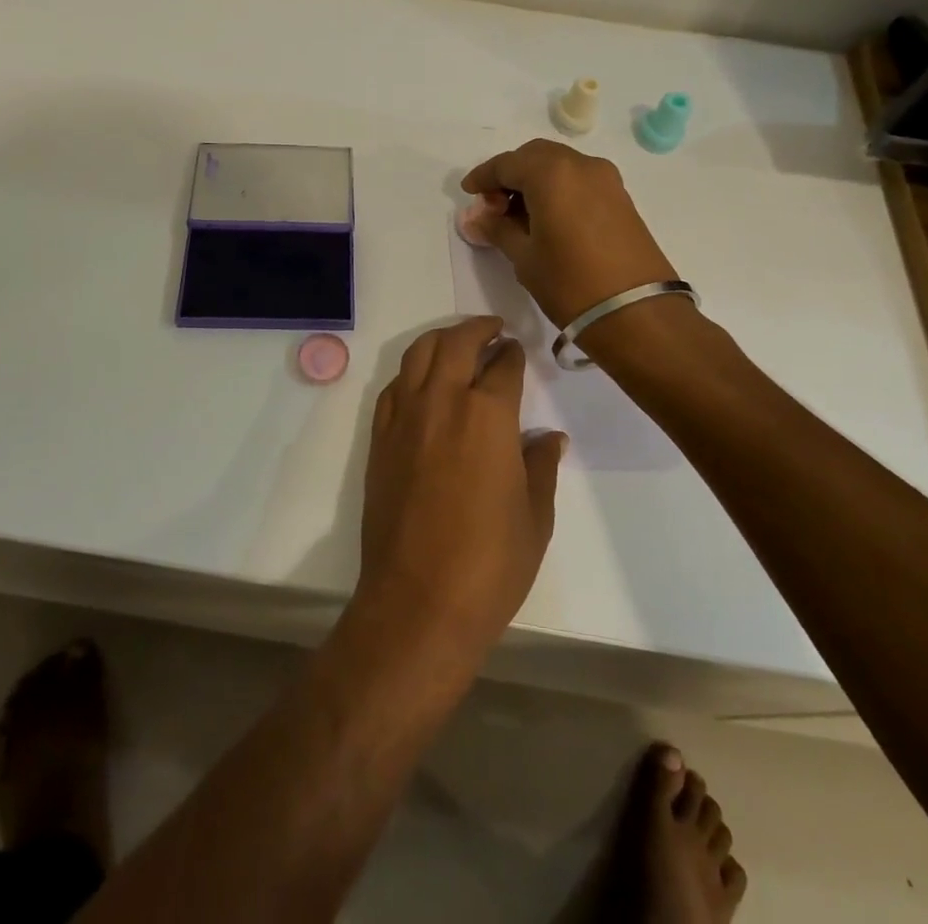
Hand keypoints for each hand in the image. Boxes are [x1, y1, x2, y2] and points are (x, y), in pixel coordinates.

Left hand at [358, 316, 564, 656]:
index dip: (514, 354)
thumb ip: (540, 466)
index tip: (519, 350)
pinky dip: (412, 372)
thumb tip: (547, 436)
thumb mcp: (534, 517)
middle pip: (456, 343)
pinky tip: (423, 382)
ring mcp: (404, 417)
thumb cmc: (489, 565)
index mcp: (488, 416)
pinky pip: (394, 386)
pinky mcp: (380, 438)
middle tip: (493, 328)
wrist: (418, 600)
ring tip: (458, 341)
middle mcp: (443, 402)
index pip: (503, 366)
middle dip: (478, 329)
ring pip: (419, 354)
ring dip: (441, 339)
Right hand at [462, 140, 677, 326]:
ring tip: (518, 216)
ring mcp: (606, 179)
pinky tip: (547, 218)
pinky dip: (557, 189)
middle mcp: (580, 165)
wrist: (637, 313)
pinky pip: (579, 180)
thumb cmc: (570, 283)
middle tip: (493, 205)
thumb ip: (497, 229)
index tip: (468, 193)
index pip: (507, 164)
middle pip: (535, 156)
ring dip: (534, 181)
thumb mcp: (524, 257)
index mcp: (551, 173)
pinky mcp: (621, 197)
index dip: (483, 177)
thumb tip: (477, 218)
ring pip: (559, 165)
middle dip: (510, 174)